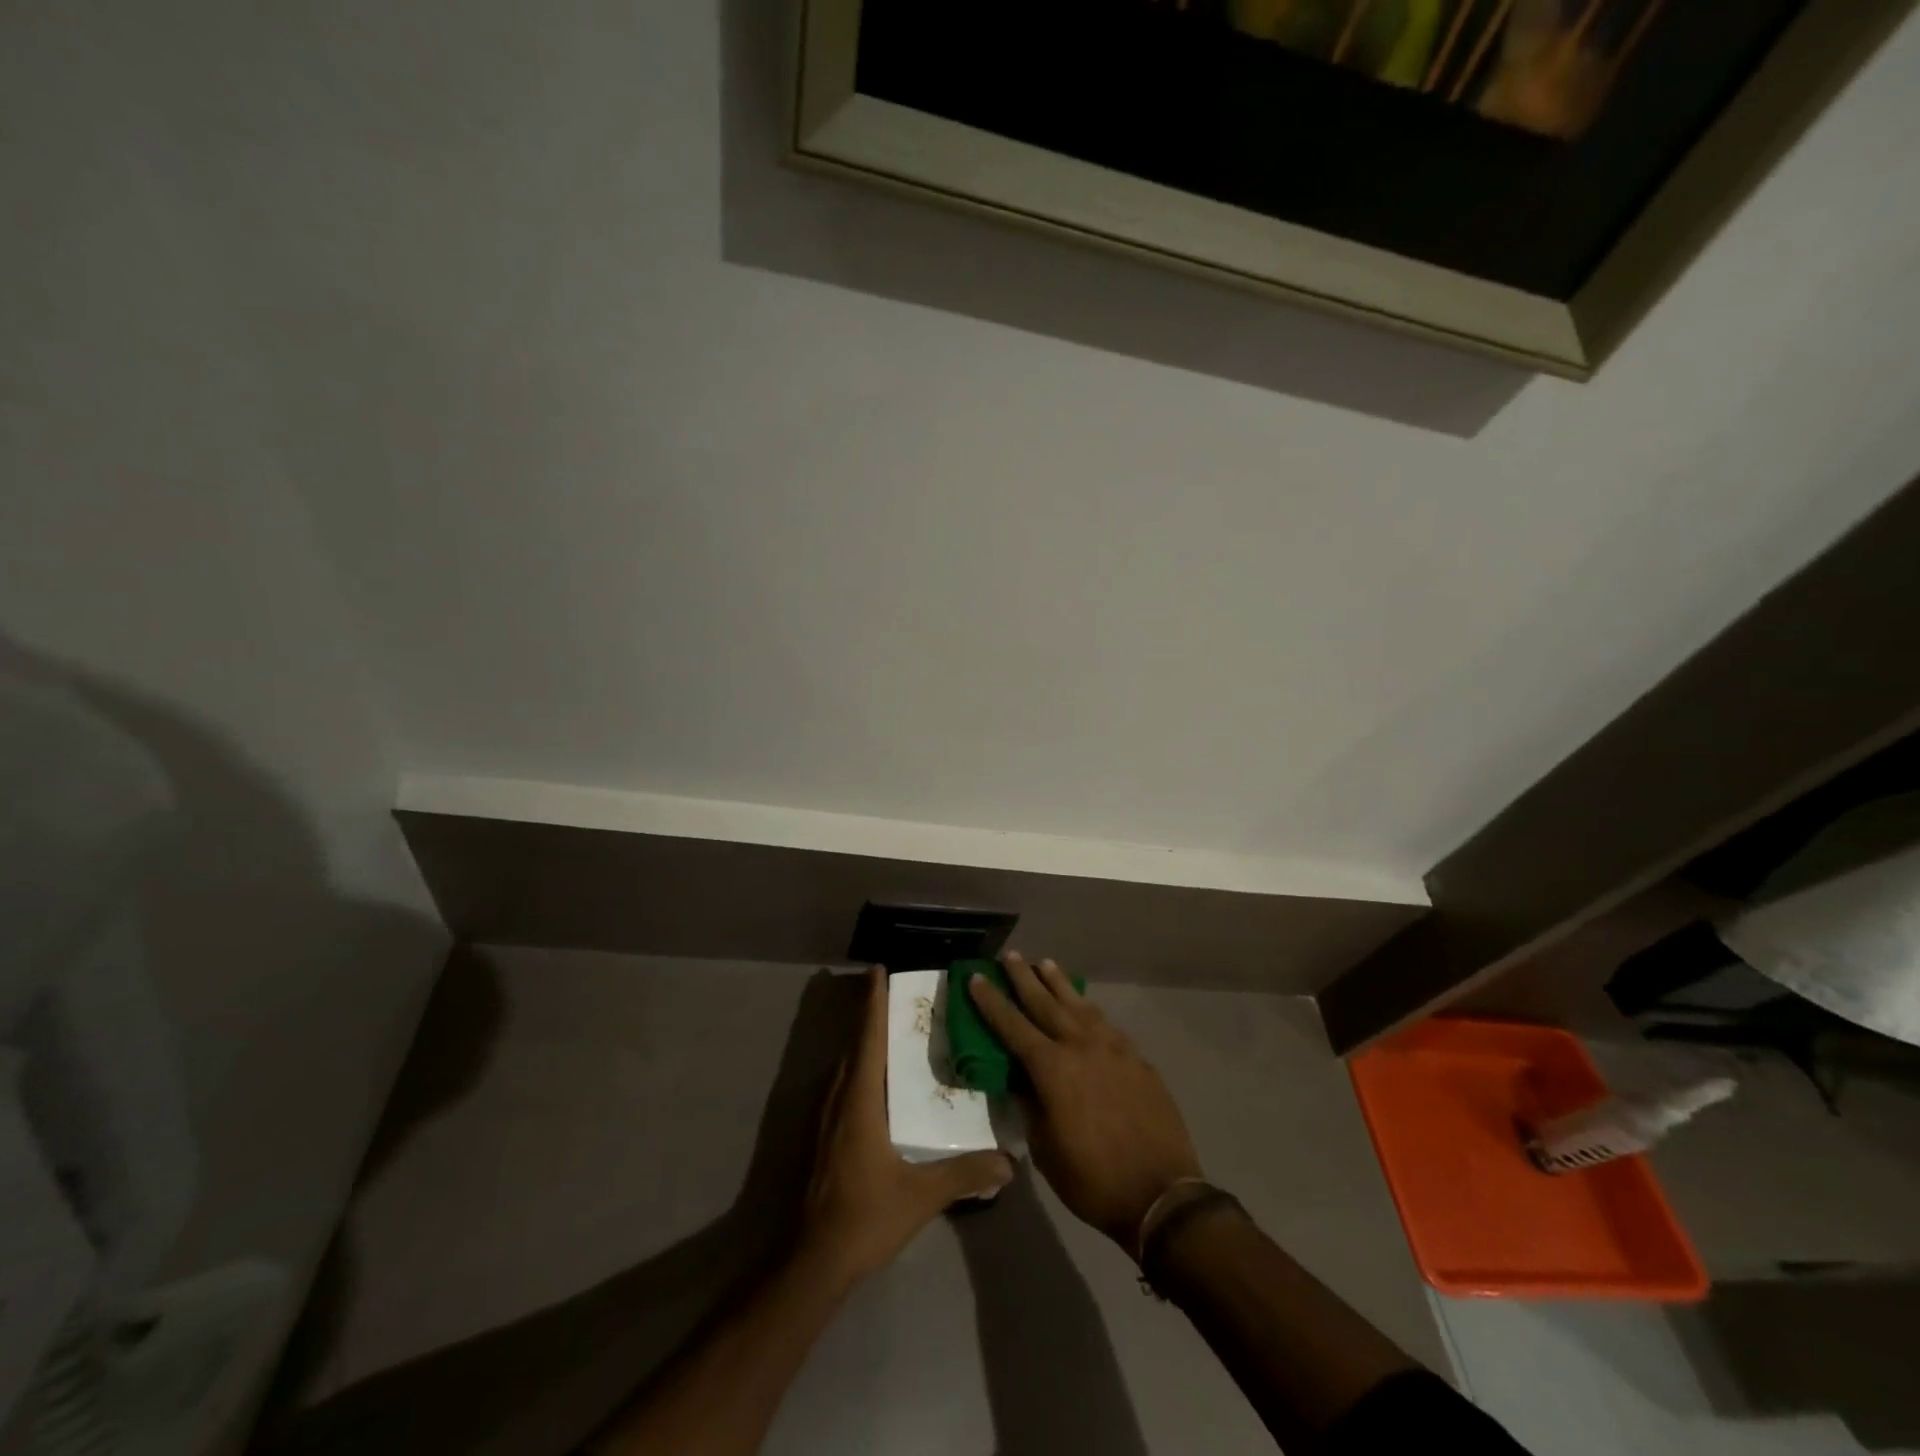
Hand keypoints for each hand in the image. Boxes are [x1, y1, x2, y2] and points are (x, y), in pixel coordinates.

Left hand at [799, 969, 1014, 1288]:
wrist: (811, 1262)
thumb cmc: (864, 1218)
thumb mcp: (920, 1195)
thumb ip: (964, 1174)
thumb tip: (1009, 1163)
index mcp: (859, 1100)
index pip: (868, 1038)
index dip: (873, 1003)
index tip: (878, 971)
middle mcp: (837, 1099)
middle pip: (853, 1045)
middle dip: (870, 1015)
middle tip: (896, 996)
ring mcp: (823, 1119)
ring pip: (844, 1065)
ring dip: (862, 1042)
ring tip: (889, 1030)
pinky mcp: (820, 1138)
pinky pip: (840, 1085)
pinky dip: (857, 1067)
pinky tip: (874, 1082)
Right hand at [968, 954, 1201, 1255]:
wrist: (1161, 1194)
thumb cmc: (1092, 1180)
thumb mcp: (1045, 1149)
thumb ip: (1030, 1106)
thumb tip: (1021, 1080)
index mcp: (1052, 1068)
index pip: (1012, 1025)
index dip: (991, 1001)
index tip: (977, 977)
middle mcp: (1080, 1046)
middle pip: (1045, 1002)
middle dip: (1024, 978)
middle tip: (1010, 956)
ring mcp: (1113, 1048)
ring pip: (1079, 1004)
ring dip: (1059, 983)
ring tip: (1045, 964)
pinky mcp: (1137, 1058)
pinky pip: (1105, 1024)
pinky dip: (1088, 1009)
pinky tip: (1084, 1006)